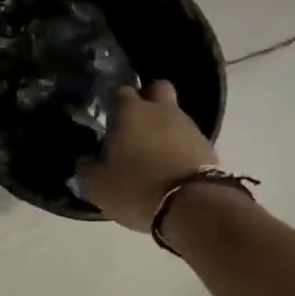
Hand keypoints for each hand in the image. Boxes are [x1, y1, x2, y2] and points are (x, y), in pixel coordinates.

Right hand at [78, 81, 215, 230]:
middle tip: (135, 123)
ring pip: (174, 115)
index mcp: (131, 112)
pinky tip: (170, 167)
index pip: (121, 91)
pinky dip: (179, 147)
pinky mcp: (208, 146)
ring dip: (164, 127)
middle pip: (157, 89)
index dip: (114, 102)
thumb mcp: (98, 185)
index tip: (108, 118)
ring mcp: (189, 126)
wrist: (193, 207)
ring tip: (152, 153)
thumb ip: (88, 168)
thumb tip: (85, 160)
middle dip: (148, 99)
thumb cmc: (136, 187)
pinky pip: (188, 139)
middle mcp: (162, 110)